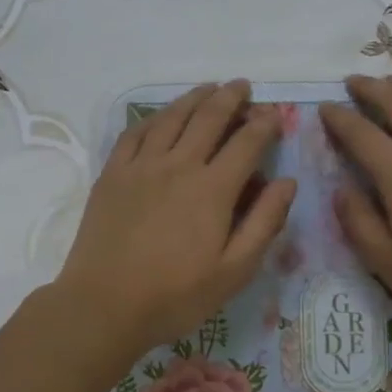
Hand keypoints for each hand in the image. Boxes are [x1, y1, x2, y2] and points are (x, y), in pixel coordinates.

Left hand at [55, 81, 295, 356]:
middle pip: (209, 118)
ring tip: (208, 88)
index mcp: (213, 189)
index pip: (247, 142)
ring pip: (171, 117)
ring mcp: (141, 166)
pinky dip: (153, 117)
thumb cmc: (175, 296)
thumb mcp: (234, 271)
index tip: (274, 114)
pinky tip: (161, 116)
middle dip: (231, 97)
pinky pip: (135, 132)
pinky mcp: (112, 174)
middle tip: (242, 86)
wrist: (103, 305)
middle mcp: (178, 165)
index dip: (264, 124)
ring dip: (194, 98)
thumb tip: (287, 182)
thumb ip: (264, 222)